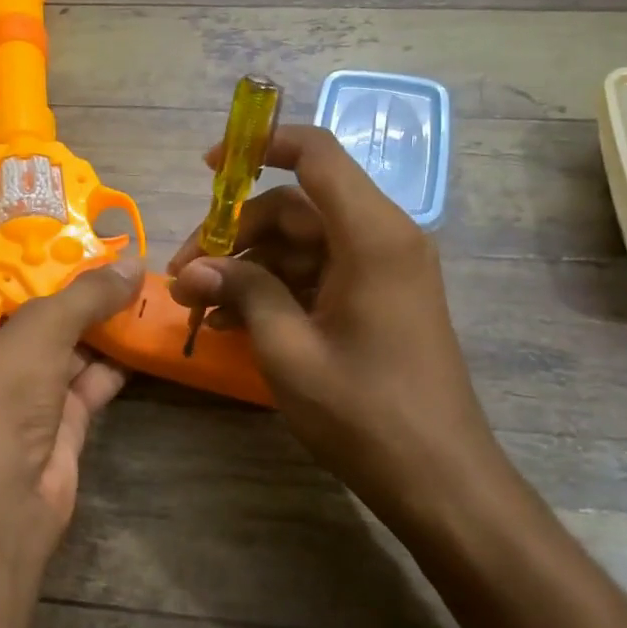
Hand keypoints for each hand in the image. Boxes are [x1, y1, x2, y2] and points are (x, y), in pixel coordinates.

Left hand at [0, 259, 143, 576]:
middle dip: (84, 300)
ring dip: (104, 329)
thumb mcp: (40, 329)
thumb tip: (133, 262)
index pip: (4, 294)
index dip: (47, 271)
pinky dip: (115, 363)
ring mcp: (22, 400)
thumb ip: (86, 294)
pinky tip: (145, 337)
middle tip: (128, 269)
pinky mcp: (57, 427)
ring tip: (146, 294)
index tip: (91, 248)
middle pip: (41, 322)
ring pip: (69, 353)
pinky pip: (89, 384)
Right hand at [167, 126, 505, 528]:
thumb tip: (196, 268)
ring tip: (197, 307)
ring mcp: (381, 270)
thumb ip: (243, 293)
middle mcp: (382, 238)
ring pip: (300, 243)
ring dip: (248, 268)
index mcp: (371, 235)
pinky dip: (274, 289)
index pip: (316, 154)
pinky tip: (230, 321)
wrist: (441, 482)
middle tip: (185, 276)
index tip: (209, 167)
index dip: (260, 146)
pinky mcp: (377, 298)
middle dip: (235, 235)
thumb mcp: (289, 351)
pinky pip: (316, 274)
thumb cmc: (366, 413)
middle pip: (296, 206)